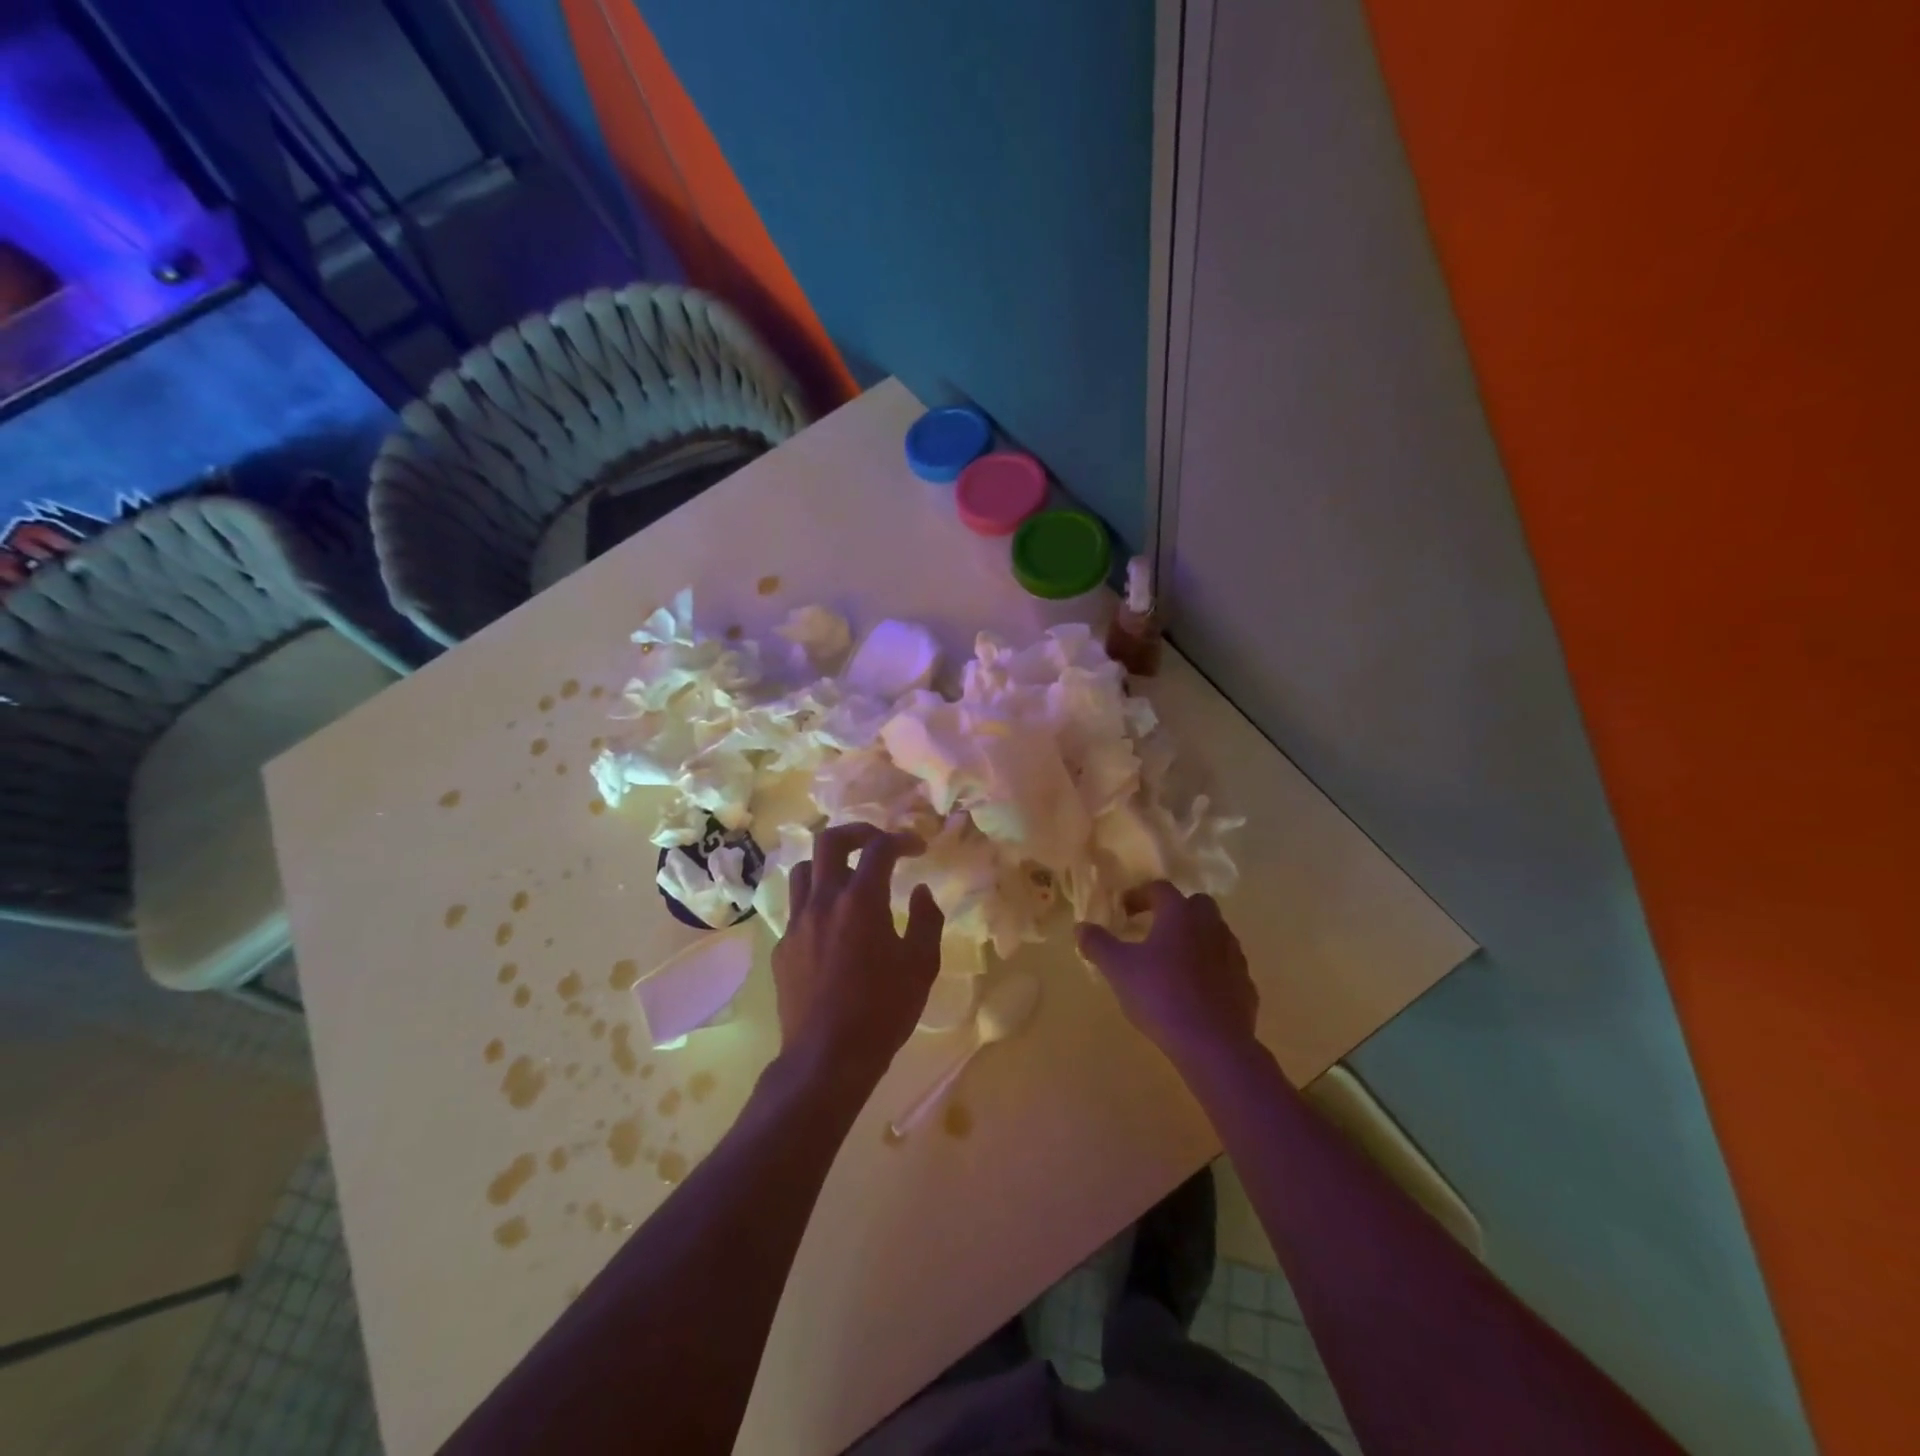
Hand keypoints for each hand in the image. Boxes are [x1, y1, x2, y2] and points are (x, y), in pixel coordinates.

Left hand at [773, 823, 944, 1089]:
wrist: (826, 1059)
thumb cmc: (882, 1012)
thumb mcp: (921, 966)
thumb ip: (926, 920)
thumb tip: (920, 891)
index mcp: (861, 901)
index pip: (879, 848)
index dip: (901, 839)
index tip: (917, 848)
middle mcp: (823, 902)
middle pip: (829, 841)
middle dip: (857, 832)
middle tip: (878, 844)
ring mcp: (797, 924)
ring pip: (805, 871)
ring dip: (829, 865)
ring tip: (850, 880)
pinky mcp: (782, 947)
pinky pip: (797, 908)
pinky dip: (817, 901)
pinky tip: (833, 926)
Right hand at [1076, 881, 1257, 1072]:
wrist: (1213, 1044)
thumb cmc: (1160, 996)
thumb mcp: (1118, 969)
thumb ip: (1097, 944)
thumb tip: (1081, 927)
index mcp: (1180, 914)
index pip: (1160, 889)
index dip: (1139, 895)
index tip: (1124, 910)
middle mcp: (1211, 926)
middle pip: (1196, 905)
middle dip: (1175, 911)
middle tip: (1154, 929)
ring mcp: (1233, 955)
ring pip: (1215, 934)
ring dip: (1196, 939)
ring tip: (1174, 962)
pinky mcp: (1245, 984)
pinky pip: (1226, 966)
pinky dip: (1212, 969)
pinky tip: (1195, 990)